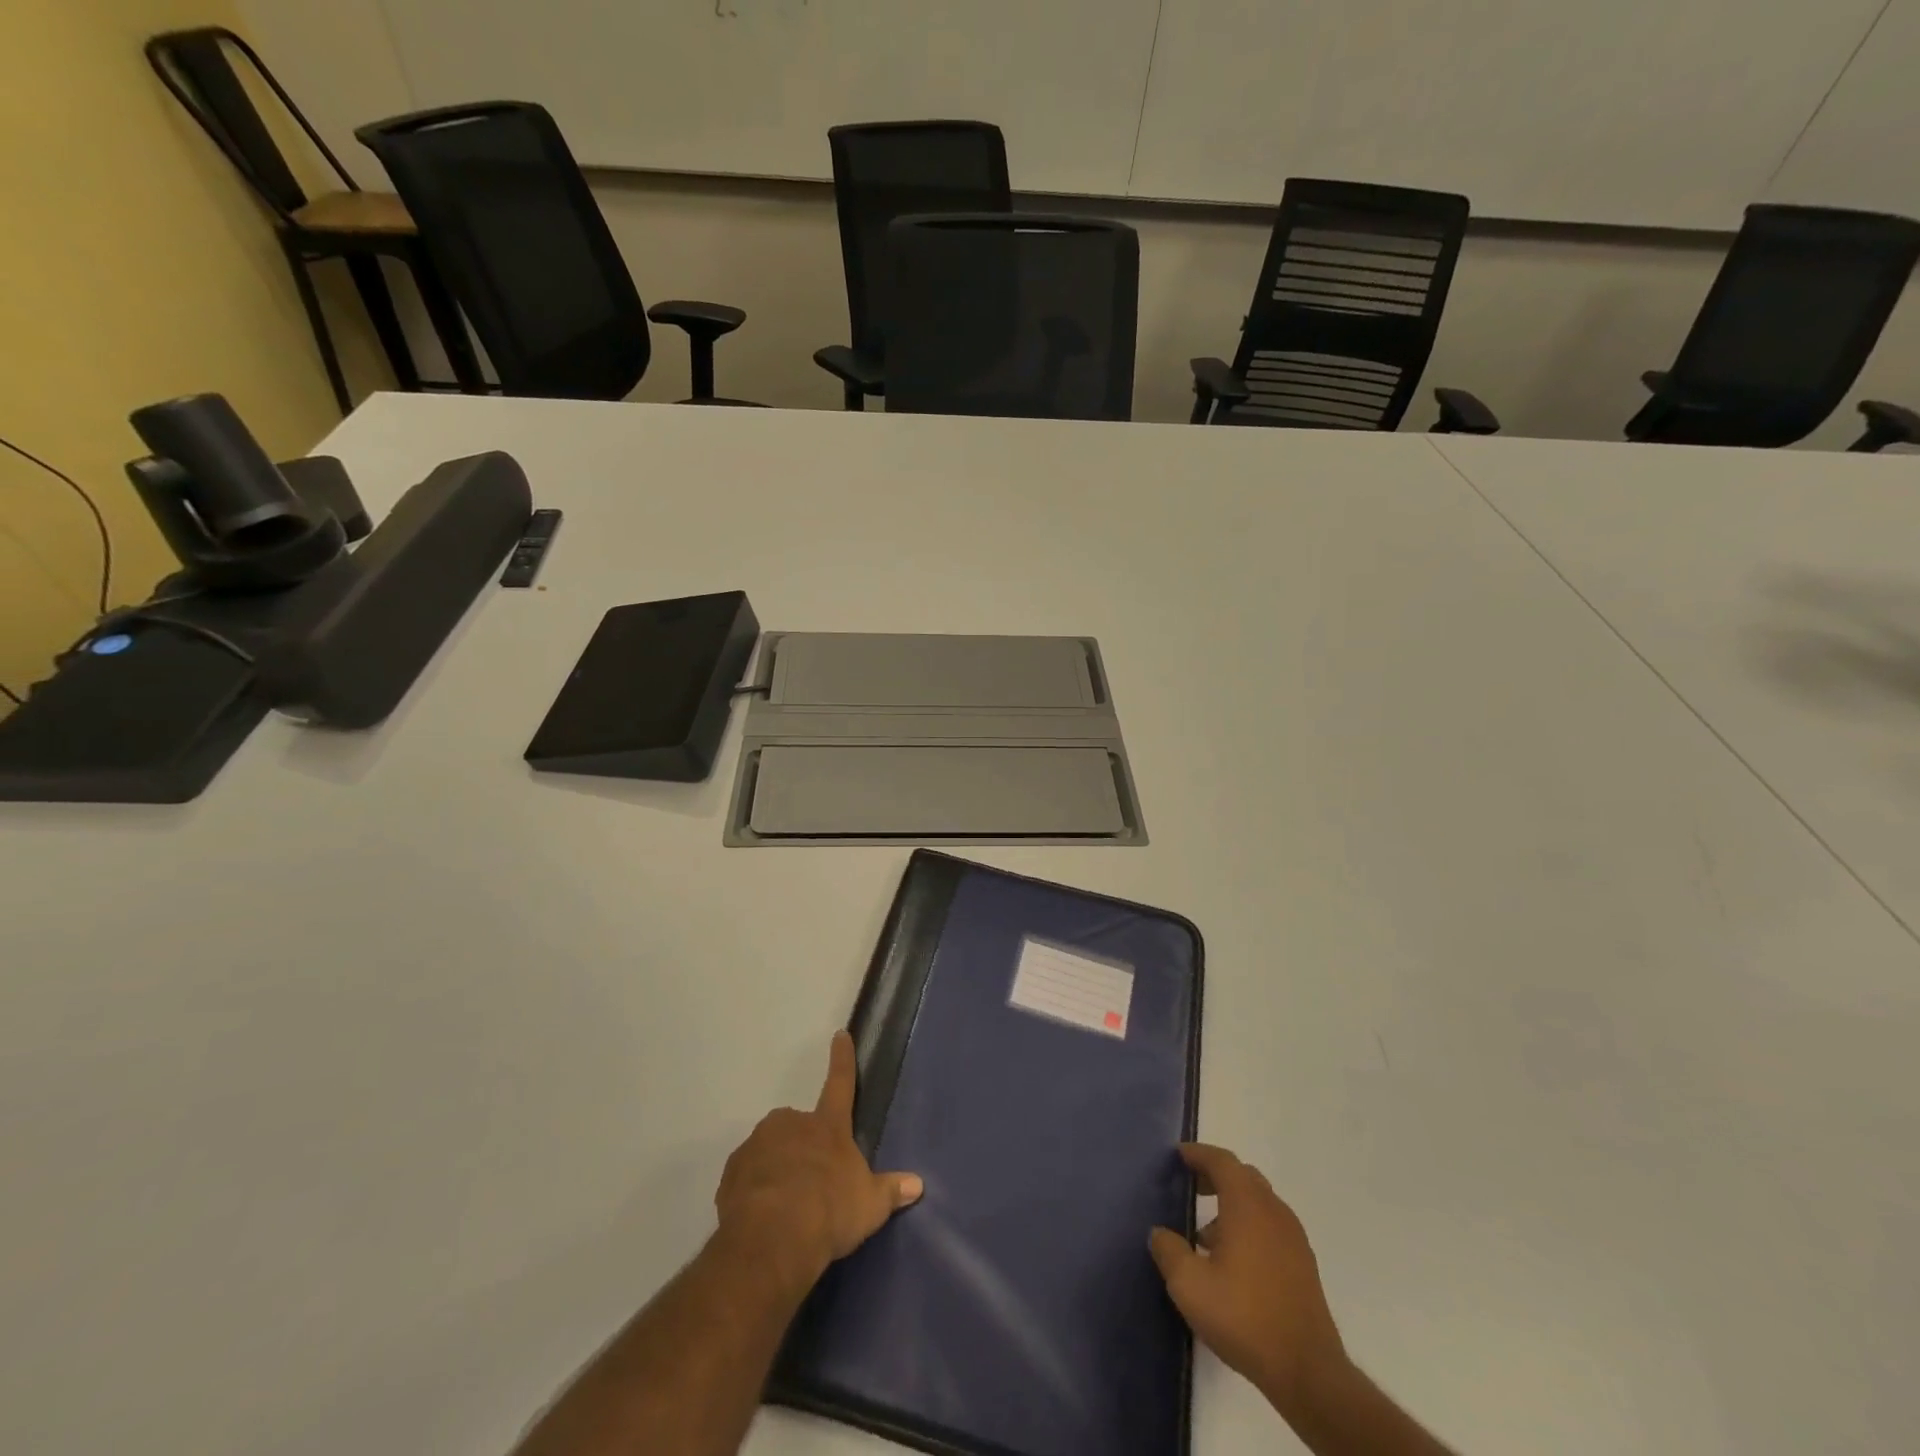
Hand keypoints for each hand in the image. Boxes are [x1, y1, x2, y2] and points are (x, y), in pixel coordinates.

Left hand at [715, 1032, 923, 1291]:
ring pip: (770, 1148)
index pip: (840, 1083)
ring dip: (777, 1166)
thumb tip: (917, 1184)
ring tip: (785, 1205)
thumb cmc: (830, 1211)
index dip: (842, 1059)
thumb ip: (890, 1191)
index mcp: (827, 1125)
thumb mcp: (869, 1205)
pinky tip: (762, 1214)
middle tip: (810, 1181)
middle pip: (799, 1125)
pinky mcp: (733, 1169)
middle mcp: (791, 1123)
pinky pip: (747, 1173)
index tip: (839, 1034)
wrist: (772, 1239)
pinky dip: (753, 1187)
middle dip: (803, 1146)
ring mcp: (759, 1143)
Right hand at [1150, 1143, 1346, 1420]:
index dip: (1198, 1154)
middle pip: (1243, 1177)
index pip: (1222, 1161)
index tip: (1179, 1155)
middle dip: (1216, 1176)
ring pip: (1259, 1203)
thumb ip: (1169, 1251)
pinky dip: (1250, 1226)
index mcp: (1247, 1204)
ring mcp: (1293, 1238)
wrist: (1307, 1371)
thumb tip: (1159, 1233)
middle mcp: (1274, 1211)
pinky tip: (1233, 1261)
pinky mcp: (1303, 1265)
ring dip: (1233, 1204)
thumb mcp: (1189, 1285)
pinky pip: (1271, 1227)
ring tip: (1206, 1234)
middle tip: (1191, 1186)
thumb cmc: (1244, 1317)